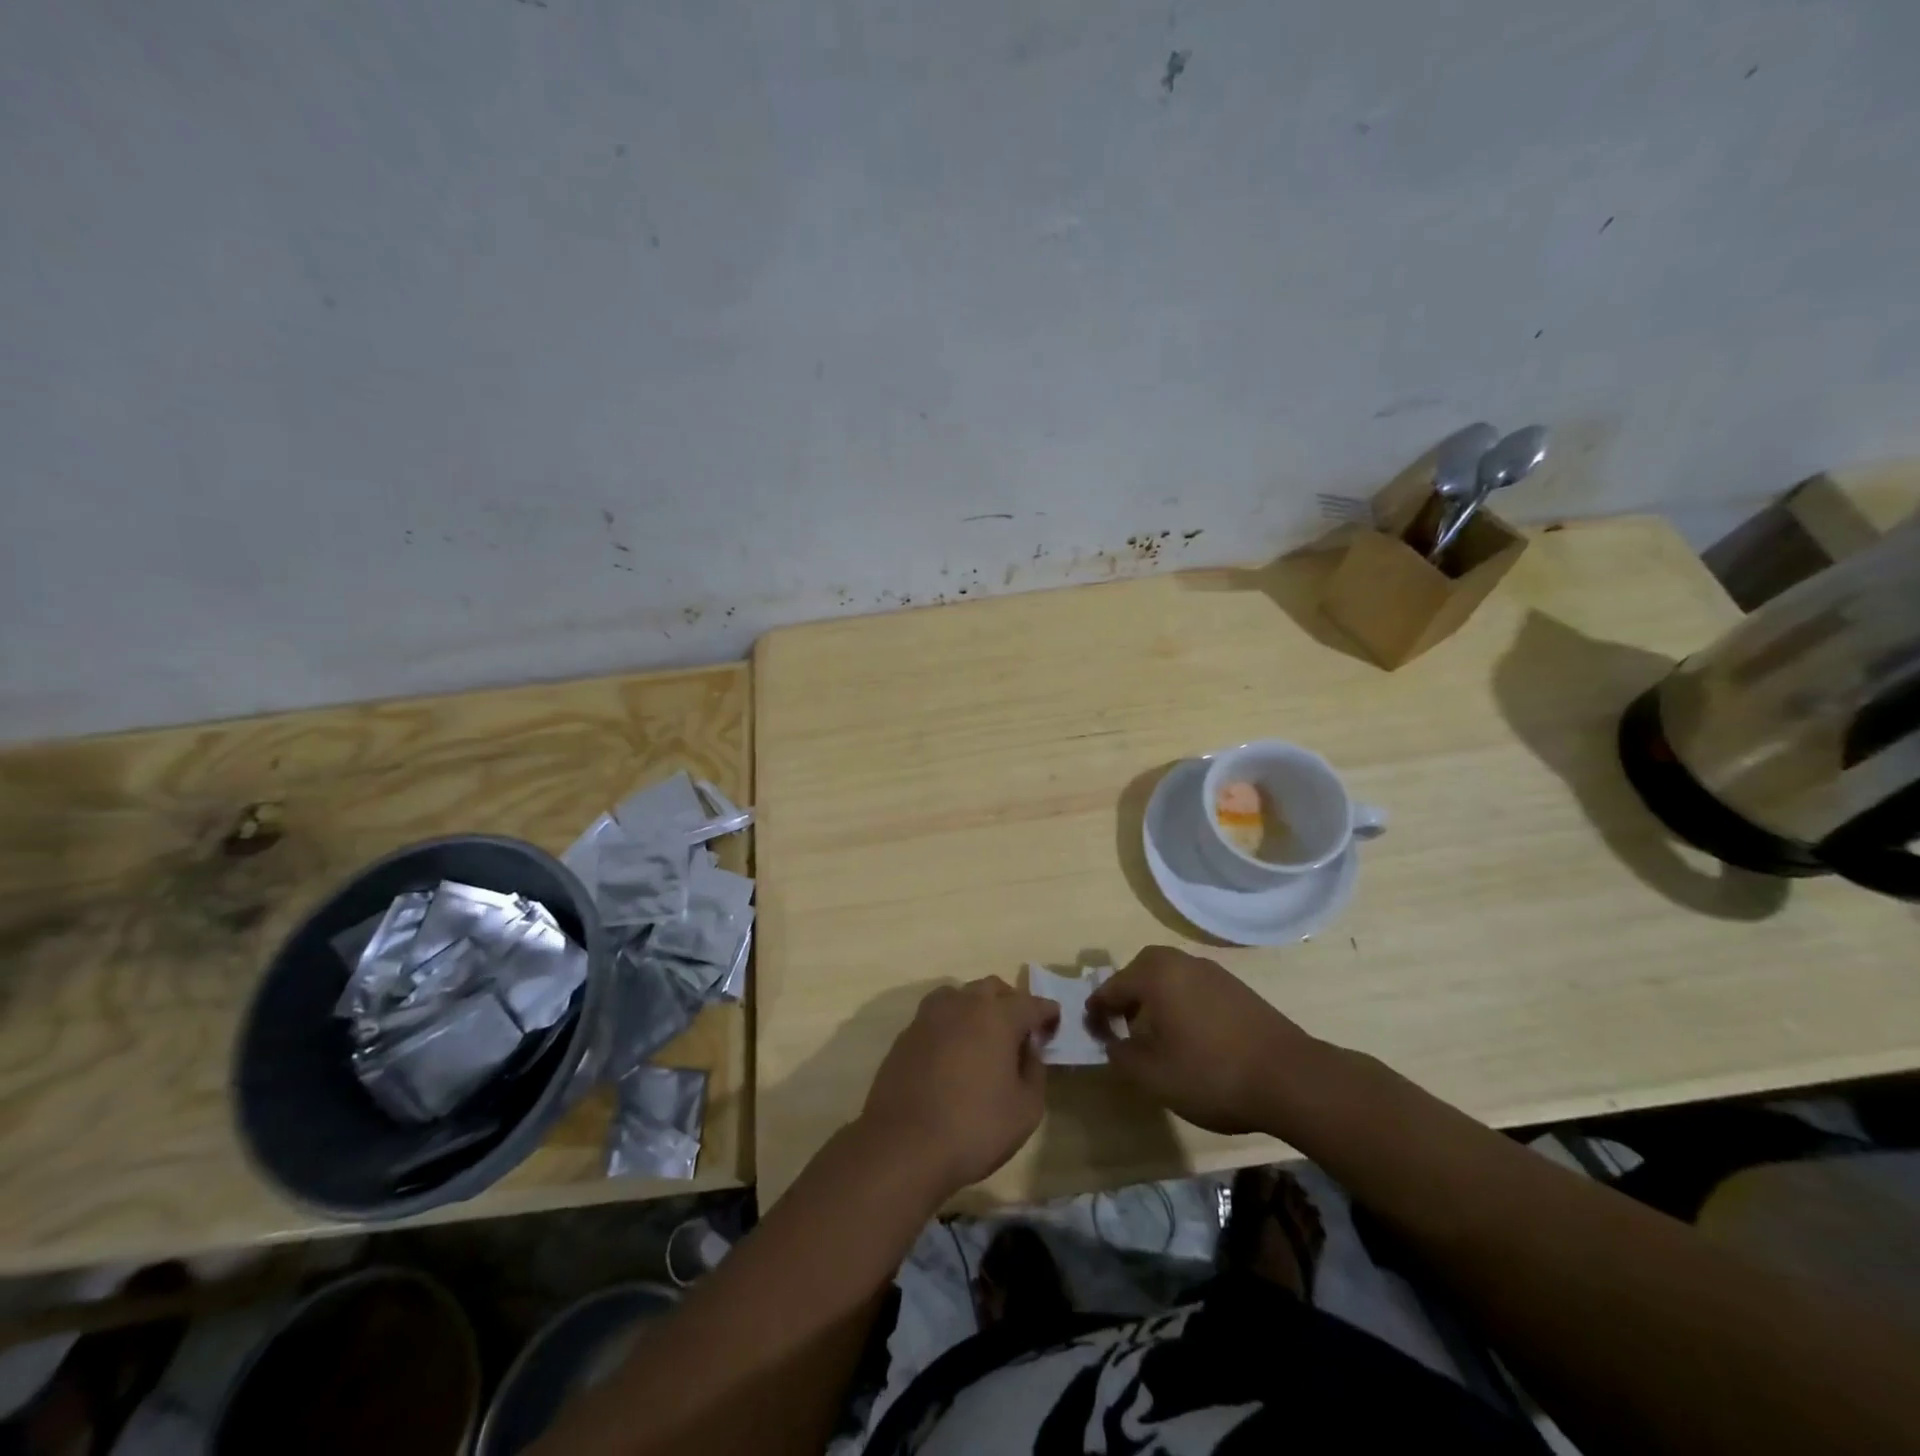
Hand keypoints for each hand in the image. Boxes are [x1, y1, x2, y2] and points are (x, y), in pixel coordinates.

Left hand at [858, 977, 1058, 1198]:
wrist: (903, 1145)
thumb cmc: (974, 1128)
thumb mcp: (1025, 1109)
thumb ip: (1034, 1071)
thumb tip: (1029, 1050)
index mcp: (997, 1016)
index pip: (1031, 1003)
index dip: (1047, 1012)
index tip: (1054, 1022)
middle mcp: (963, 1004)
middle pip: (993, 989)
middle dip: (1011, 1003)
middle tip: (1020, 1030)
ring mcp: (930, 1016)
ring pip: (961, 995)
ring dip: (977, 1007)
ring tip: (984, 1036)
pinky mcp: (907, 1033)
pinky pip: (937, 1016)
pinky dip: (952, 1024)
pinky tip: (954, 1052)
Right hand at [1089, 946, 1316, 1133]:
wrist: (1290, 1079)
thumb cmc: (1210, 1073)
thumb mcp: (1152, 1075)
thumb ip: (1121, 1055)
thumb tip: (1112, 1041)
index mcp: (1156, 974)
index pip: (1112, 987)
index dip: (1097, 1011)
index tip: (1091, 1032)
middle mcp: (1182, 963)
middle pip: (1141, 971)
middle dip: (1127, 995)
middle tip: (1122, 1026)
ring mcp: (1214, 973)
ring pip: (1170, 978)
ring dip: (1155, 999)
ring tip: (1156, 1035)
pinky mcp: (1238, 990)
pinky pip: (1194, 988)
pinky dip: (1182, 1004)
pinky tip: (1191, 1037)